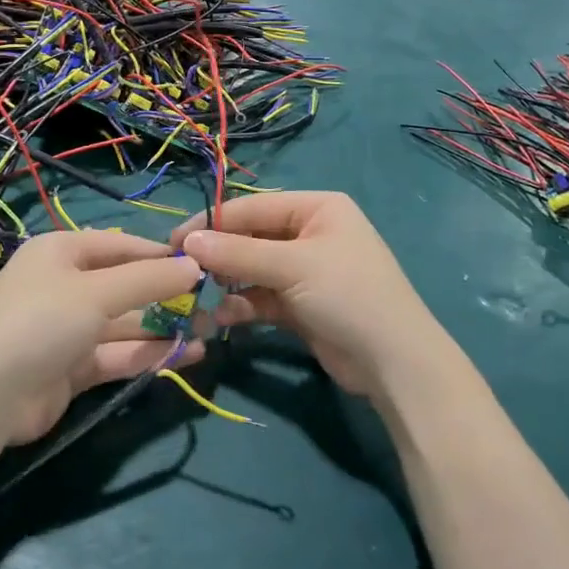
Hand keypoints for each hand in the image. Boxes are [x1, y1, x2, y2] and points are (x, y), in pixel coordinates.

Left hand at [0, 230, 203, 445]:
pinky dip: (149, 354)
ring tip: (210, 331)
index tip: (201, 264)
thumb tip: (195, 266)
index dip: (159, 255)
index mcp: (61, 252)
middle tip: (212, 303)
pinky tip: (188, 355)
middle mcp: (65, 286)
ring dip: (164, 327)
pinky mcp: (72, 368)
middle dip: (166, 295)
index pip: (120, 245)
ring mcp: (67, 329)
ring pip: (124, 323)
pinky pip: (117, 354)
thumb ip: (149, 279)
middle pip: (125, 286)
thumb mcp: (98, 292)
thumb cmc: (42, 320)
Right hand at [172, 193, 434, 401]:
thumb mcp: (292, 266)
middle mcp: (310, 233)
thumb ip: (238, 252)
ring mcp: (305, 271)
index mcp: (317, 208)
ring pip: (253, 270)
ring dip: (228, 283)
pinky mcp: (300, 305)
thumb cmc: (347, 294)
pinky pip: (261, 298)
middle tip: (182, 272)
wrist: (394, 362)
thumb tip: (187, 242)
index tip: (174, 240)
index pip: (253, 207)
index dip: (213, 222)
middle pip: (251, 237)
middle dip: (219, 256)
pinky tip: (222, 318)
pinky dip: (242, 306)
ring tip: (200, 296)